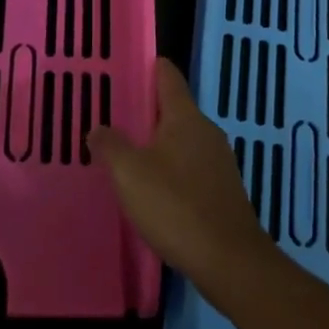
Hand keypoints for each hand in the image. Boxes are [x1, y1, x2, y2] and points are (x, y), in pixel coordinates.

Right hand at [88, 58, 272, 284]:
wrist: (230, 261)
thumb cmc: (176, 206)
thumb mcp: (129, 174)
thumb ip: (110, 145)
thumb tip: (98, 128)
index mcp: (185, 117)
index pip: (168, 76)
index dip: (149, 67)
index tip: (127, 67)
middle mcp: (206, 131)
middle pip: (174, 108)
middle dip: (146, 110)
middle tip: (114, 116)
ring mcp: (219, 161)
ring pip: (182, 139)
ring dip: (157, 143)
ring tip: (128, 153)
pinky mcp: (222, 190)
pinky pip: (191, 166)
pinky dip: (171, 168)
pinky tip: (153, 189)